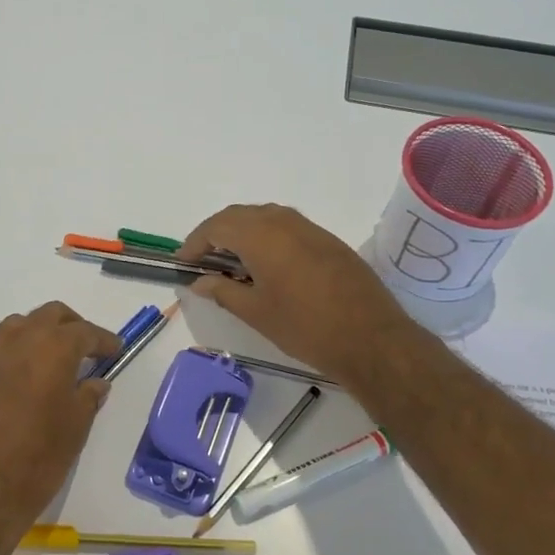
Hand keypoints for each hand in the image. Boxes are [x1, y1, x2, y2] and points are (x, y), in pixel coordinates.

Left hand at [0, 303, 119, 554]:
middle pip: (51, 316)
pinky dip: (19, 351)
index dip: (104, 340)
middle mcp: (18, 339)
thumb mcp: (74, 430)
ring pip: (21, 325)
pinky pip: (0, 348)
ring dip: (42, 333)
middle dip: (73, 327)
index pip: (84, 332)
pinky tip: (27, 379)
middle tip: (88, 350)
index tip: (116, 350)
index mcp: (51, 347)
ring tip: (56, 361)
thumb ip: (87, 397)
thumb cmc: (34, 461)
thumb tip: (94, 382)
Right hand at [179, 203, 419, 389]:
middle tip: (202, 261)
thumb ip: (222, 291)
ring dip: (242, 233)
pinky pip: (286, 227)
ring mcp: (310, 228)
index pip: (216, 226)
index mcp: (261, 235)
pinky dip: (267, 238)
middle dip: (216, 234)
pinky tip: (266, 265)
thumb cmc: (305, 327)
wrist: (371, 338)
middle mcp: (284, 221)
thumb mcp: (256, 312)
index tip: (182, 263)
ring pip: (265, 218)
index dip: (195, 242)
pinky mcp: (328, 240)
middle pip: (239, 216)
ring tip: (231, 262)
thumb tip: (199, 281)